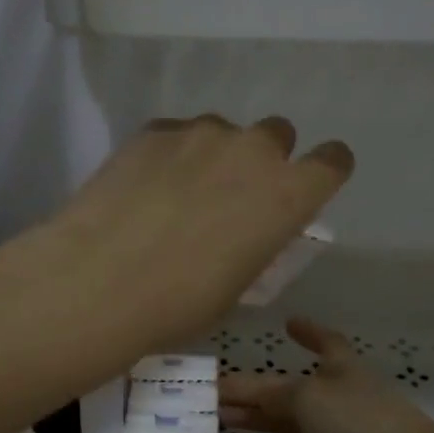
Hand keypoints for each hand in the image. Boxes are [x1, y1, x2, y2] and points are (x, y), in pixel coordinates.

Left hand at [50, 116, 353, 349]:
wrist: (100, 280)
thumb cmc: (181, 303)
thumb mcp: (239, 283)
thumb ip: (257, 241)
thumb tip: (248, 229)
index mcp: (288, 194)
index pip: (333, 161)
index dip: (323, 171)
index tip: (306, 186)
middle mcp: (253, 150)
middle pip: (277, 134)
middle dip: (264, 159)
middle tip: (233, 194)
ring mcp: (201, 133)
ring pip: (223, 132)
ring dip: (214, 155)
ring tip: (177, 193)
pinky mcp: (154, 129)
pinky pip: (177, 135)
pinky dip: (171, 154)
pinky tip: (144, 187)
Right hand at [220, 318, 433, 432]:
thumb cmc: (359, 421)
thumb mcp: (308, 396)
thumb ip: (269, 394)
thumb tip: (235, 393)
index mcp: (339, 368)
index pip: (324, 342)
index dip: (308, 332)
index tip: (288, 323)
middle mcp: (337, 398)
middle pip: (289, 390)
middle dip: (254, 390)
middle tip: (213, 394)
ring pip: (288, 425)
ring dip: (255, 422)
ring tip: (218, 423)